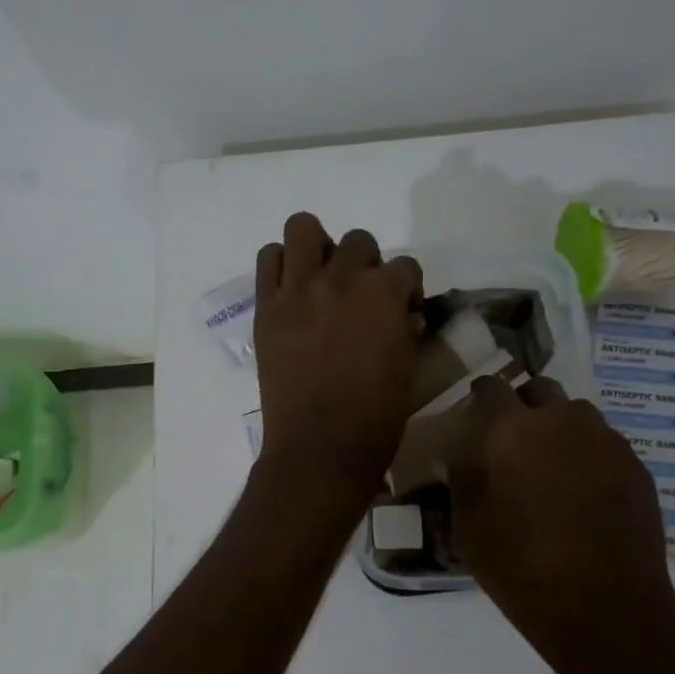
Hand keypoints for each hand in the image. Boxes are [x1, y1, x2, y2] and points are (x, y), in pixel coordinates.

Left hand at [253, 213, 422, 492]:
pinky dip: (281, 266)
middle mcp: (341, 279)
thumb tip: (402, 316)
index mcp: (384, 294)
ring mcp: (299, 289)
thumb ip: (405, 330)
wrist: (319, 446)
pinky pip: (269, 259)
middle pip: (358, 241)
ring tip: (319, 278)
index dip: (407, 287)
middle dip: (365, 265)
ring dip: (317, 247)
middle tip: (358, 297)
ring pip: (303, 228)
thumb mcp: (407, 368)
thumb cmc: (375, 417)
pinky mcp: (267, 306)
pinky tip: (291, 291)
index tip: (402, 310)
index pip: (405, 265)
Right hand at [452, 375, 674, 673]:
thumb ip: (461, 479)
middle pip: (541, 389)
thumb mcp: (467, 525)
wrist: (605, 607)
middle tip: (513, 432)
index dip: (481, 392)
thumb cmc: (520, 566)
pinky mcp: (637, 467)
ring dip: (559, 424)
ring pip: (578, 413)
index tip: (475, 404)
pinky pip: (605, 443)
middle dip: (524, 402)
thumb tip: (461, 456)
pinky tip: (582, 487)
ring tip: (551, 459)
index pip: (492, 387)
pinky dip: (588, 452)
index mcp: (512, 430)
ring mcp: (606, 442)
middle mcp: (562, 422)